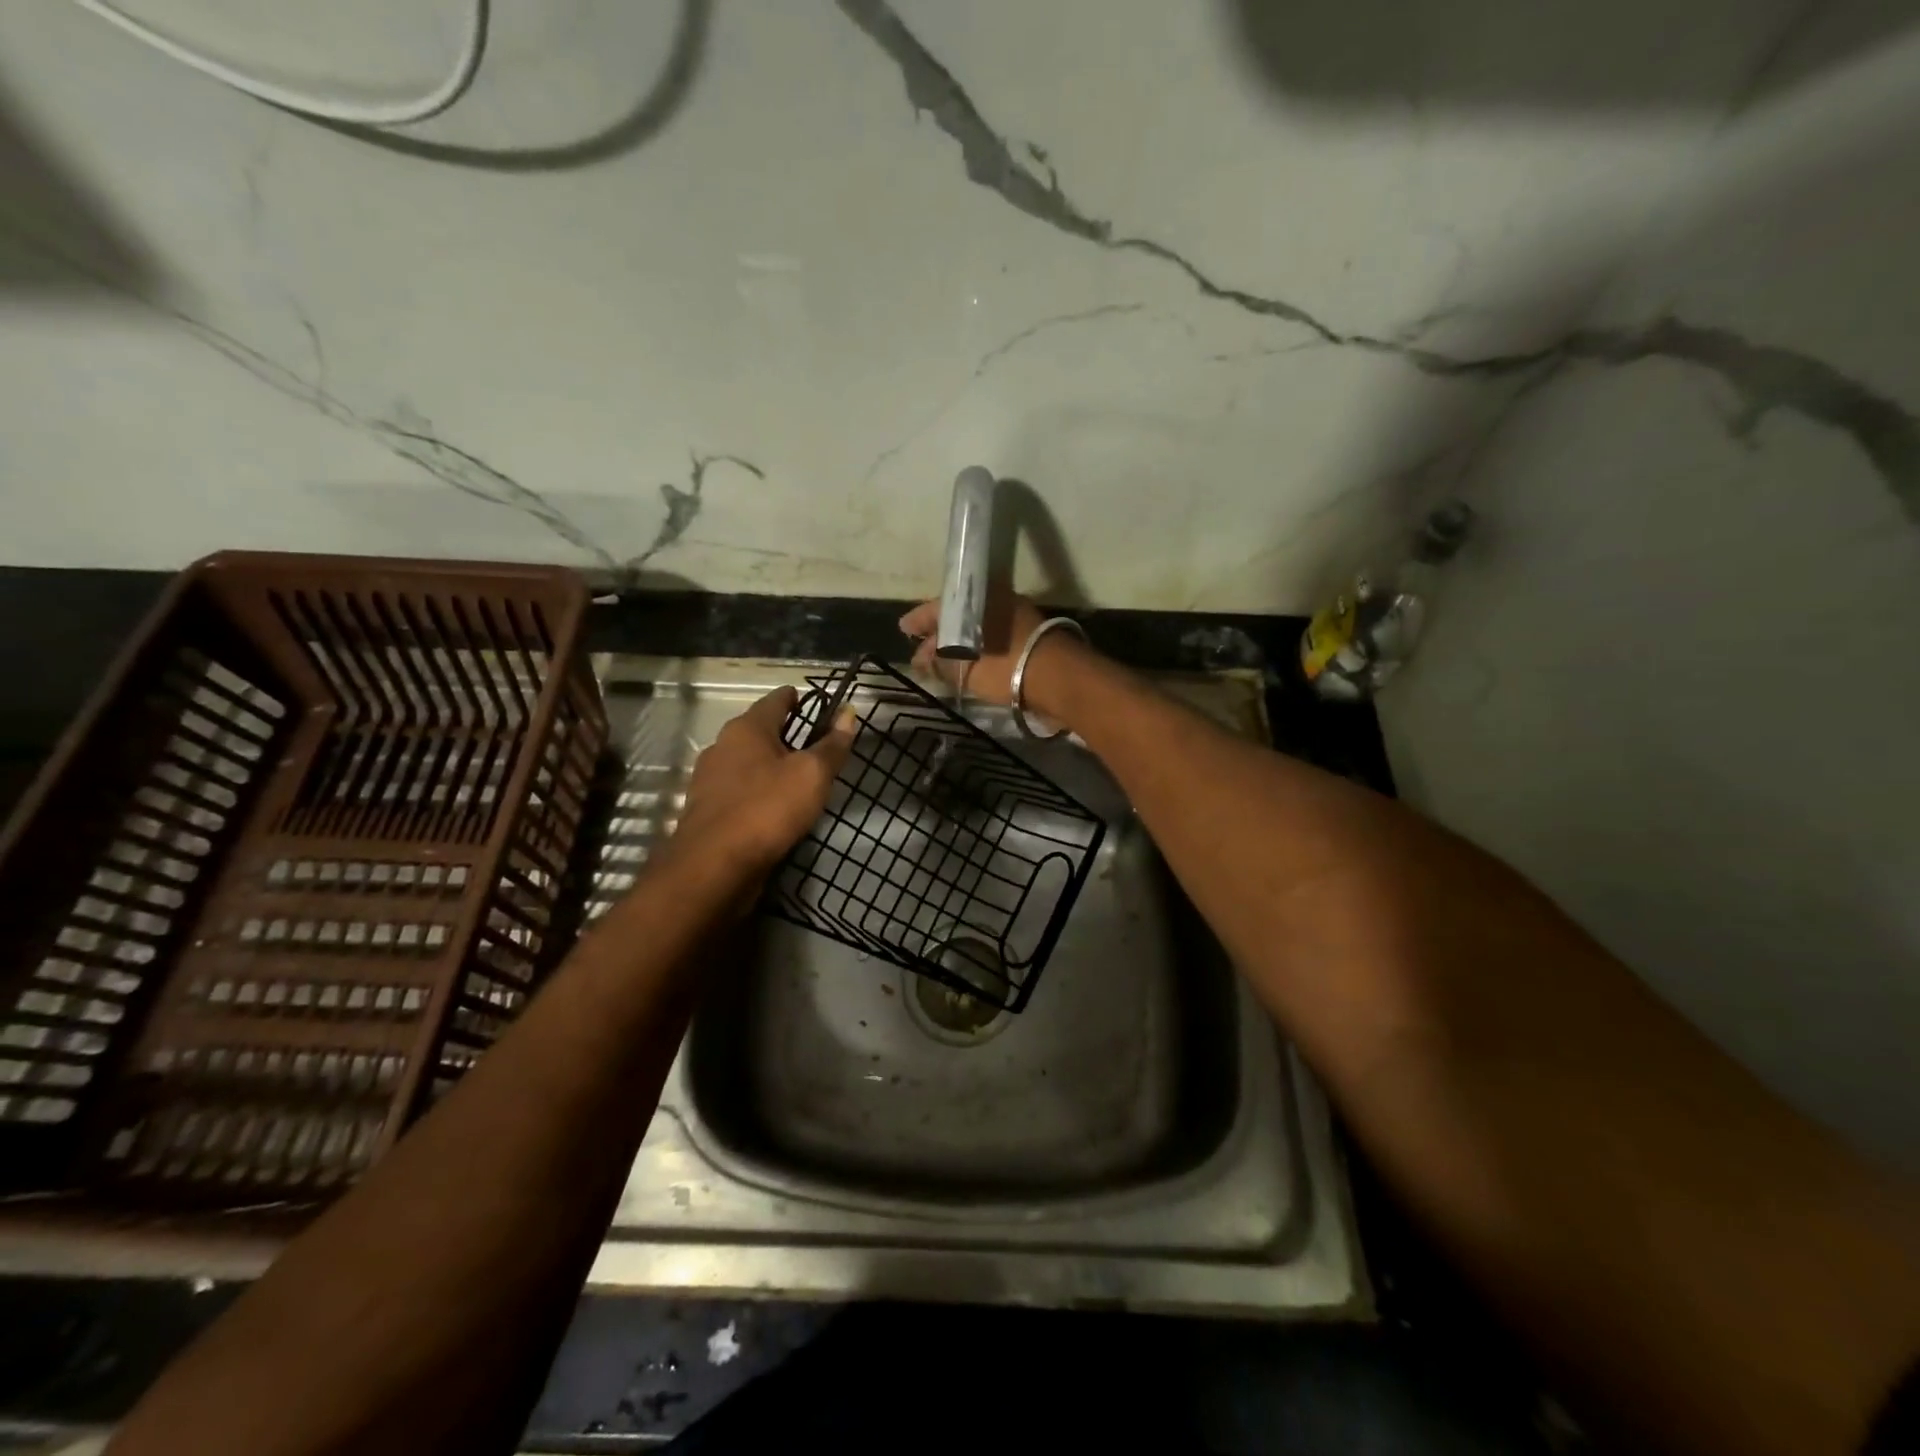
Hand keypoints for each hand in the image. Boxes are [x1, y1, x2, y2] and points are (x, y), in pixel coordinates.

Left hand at [671, 687, 854, 875]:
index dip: (801, 700)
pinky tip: (775, 810)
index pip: (777, 699)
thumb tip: (849, 713)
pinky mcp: (707, 811)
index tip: (823, 709)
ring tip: (801, 782)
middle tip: (819, 749)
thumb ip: (832, 745)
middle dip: (788, 736)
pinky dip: (759, 793)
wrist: (714, 868)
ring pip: (749, 763)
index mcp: (746, 728)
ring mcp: (710, 780)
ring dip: (772, 767)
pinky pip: (740, 792)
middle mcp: (722, 746)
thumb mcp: (812, 775)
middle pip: (761, 730)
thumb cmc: (767, 809)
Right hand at [899, 592, 1089, 719]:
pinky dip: (976, 650)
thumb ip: (938, 662)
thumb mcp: (964, 667)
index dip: (919, 620)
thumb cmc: (1006, 666)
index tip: (904, 629)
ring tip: (942, 664)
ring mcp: (1015, 617)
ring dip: (958, 645)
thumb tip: (921, 659)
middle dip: (938, 636)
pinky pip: (991, 638)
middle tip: (921, 654)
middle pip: (958, 616)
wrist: (1059, 678)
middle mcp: (996, 601)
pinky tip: (969, 665)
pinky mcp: (1029, 636)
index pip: (939, 606)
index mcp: (978, 599)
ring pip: (976, 628)